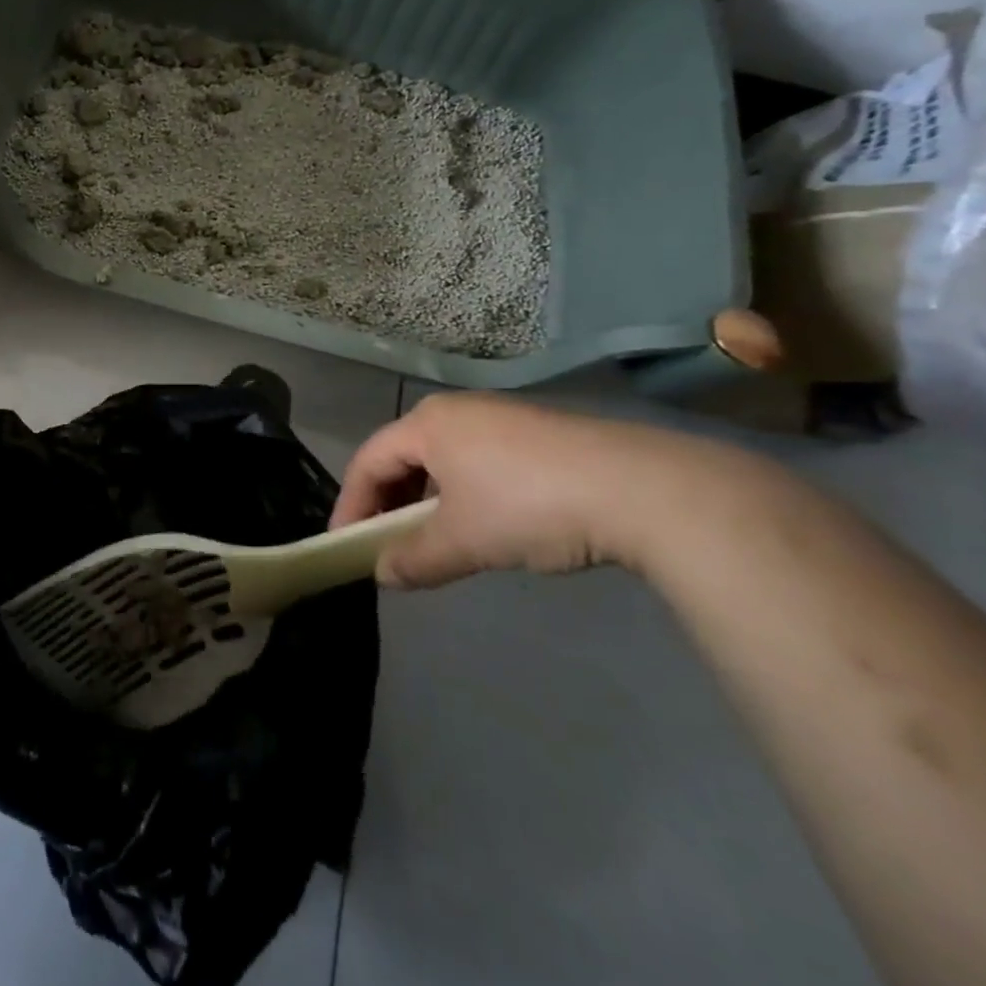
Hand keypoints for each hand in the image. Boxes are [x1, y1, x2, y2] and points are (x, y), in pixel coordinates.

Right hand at [331, 393, 784, 588]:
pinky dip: (463, 492)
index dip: (351, 504)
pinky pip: (477, 460)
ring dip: (426, 499)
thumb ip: (416, 558)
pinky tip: (484, 523)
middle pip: (403, 455)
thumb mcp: (465, 540)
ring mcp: (500, 418)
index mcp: (427, 424)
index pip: (368, 460)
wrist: (641, 489)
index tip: (344, 543)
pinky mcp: (536, 434)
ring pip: (442, 459)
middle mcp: (457, 411)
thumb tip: (383, 574)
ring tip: (433, 538)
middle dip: (388, 502)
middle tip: (384, 543)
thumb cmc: (529, 505)